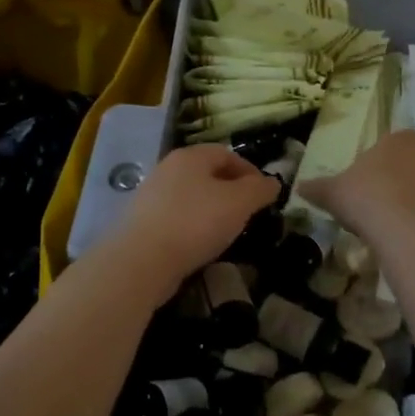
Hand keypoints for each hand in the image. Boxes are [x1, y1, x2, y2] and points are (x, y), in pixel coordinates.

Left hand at [98, 144, 277, 301]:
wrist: (141, 262)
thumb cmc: (195, 223)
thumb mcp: (239, 203)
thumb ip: (259, 189)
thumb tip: (273, 183)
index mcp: (190, 157)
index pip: (227, 153)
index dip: (250, 171)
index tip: (265, 195)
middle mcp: (167, 169)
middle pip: (207, 174)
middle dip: (231, 191)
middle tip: (248, 213)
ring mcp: (151, 196)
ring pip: (192, 197)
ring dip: (212, 210)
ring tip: (228, 232)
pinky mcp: (142, 223)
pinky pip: (177, 218)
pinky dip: (193, 227)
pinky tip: (201, 245)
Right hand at [304, 132, 414, 252]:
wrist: (411, 233)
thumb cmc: (368, 200)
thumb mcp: (333, 193)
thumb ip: (317, 187)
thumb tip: (299, 187)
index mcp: (400, 139)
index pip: (390, 145)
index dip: (378, 165)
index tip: (366, 189)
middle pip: (414, 165)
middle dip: (401, 182)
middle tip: (381, 209)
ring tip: (400, 229)